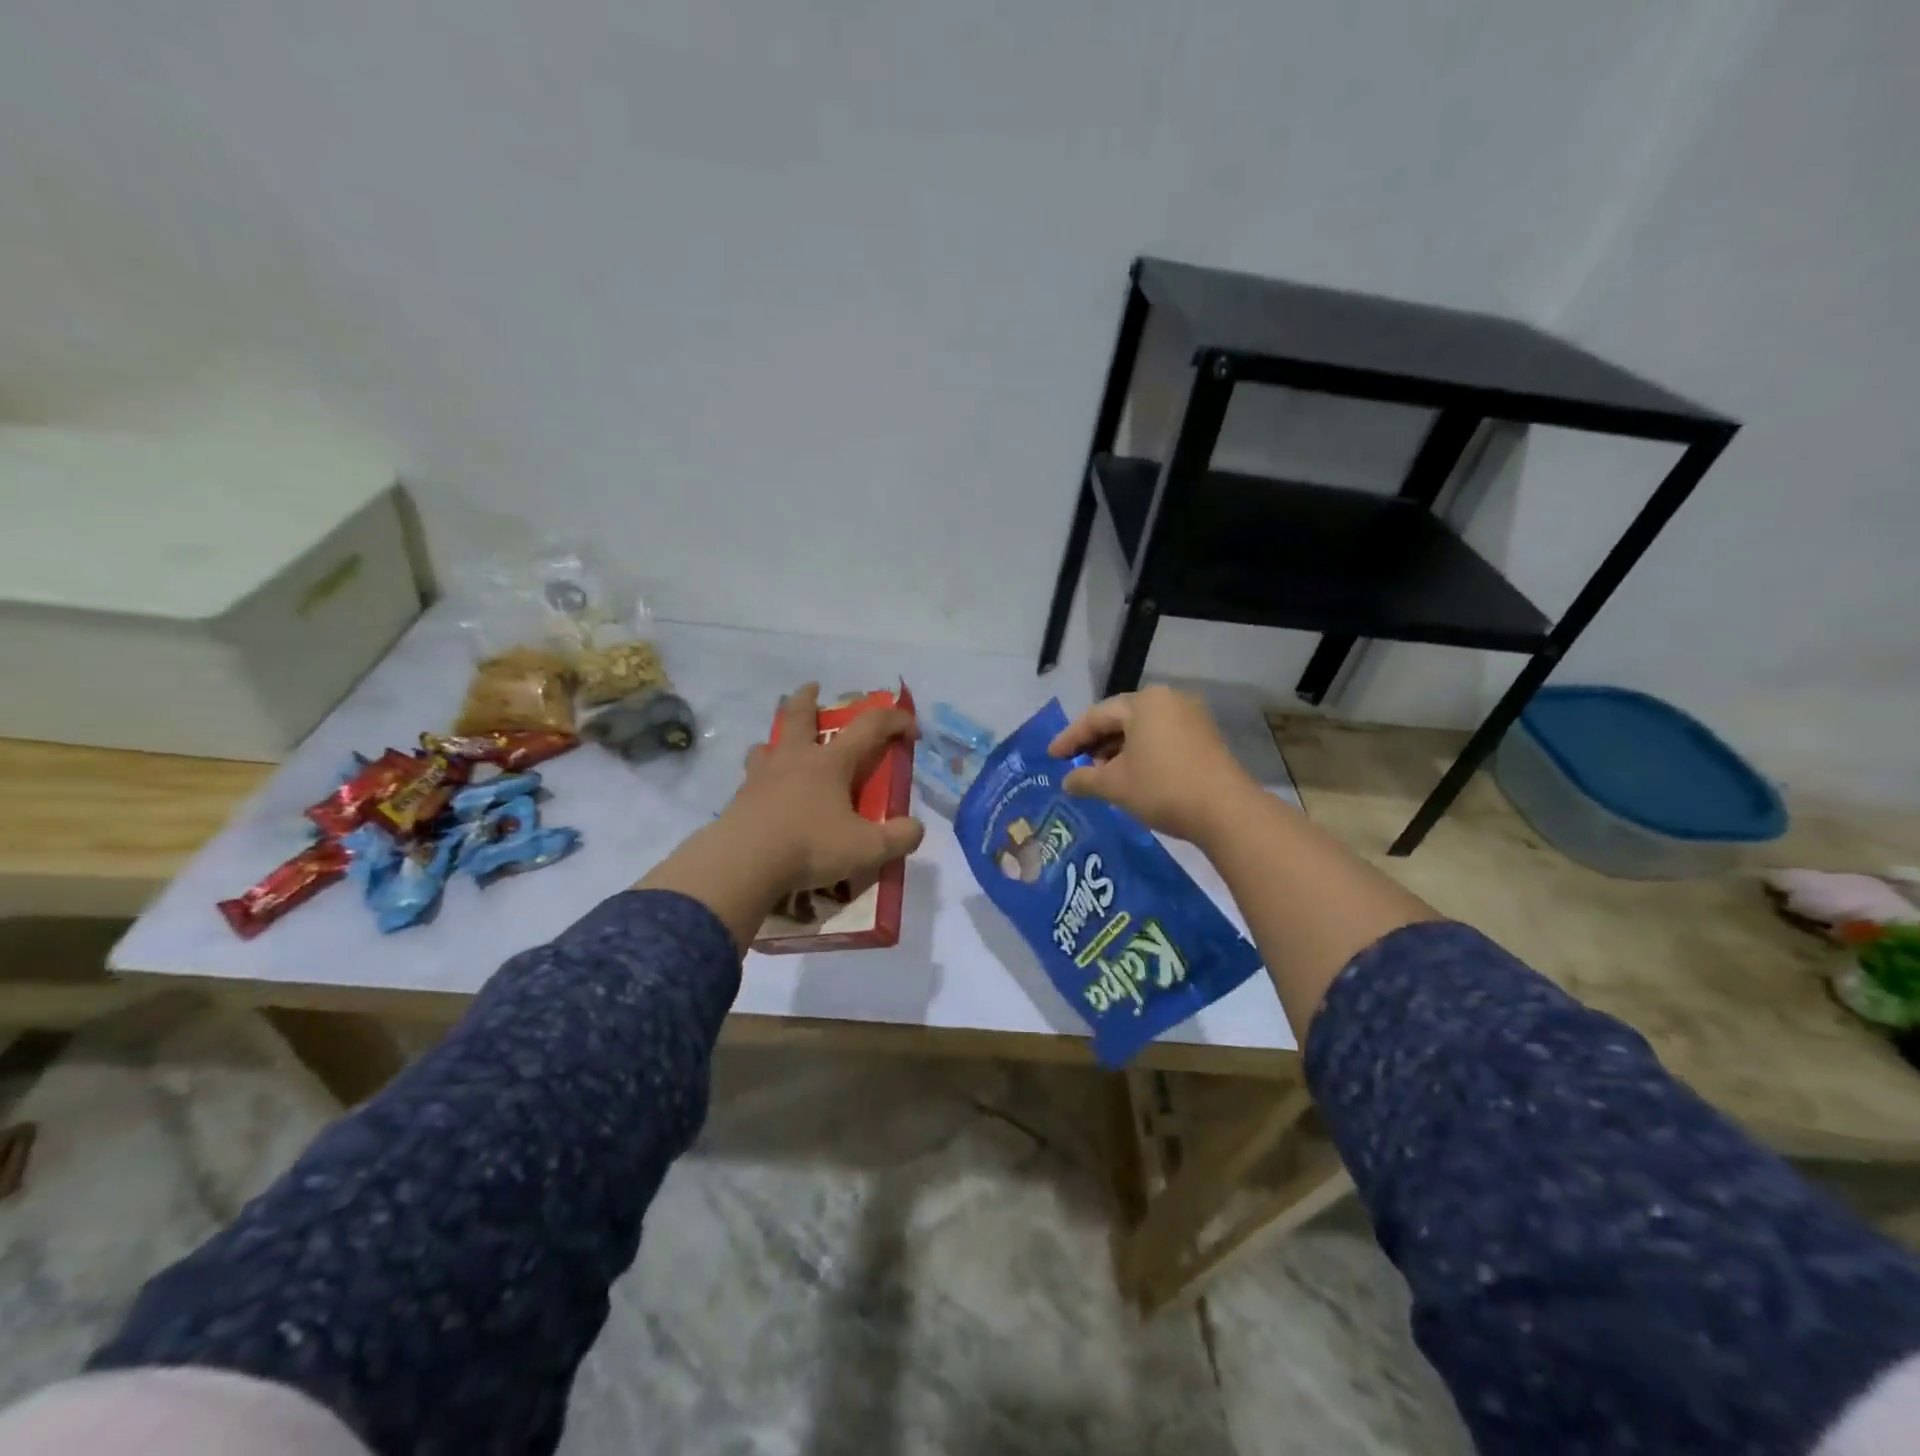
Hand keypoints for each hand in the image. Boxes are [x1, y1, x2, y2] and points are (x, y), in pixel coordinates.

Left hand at [721, 683, 924, 894]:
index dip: (895, 721)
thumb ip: (899, 838)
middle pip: (799, 715)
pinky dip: (760, 778)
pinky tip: (764, 795)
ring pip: (767, 745)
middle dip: (808, 698)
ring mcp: (762, 777)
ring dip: (777, 739)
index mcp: (831, 762)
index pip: (870, 727)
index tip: (911, 729)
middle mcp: (795, 759)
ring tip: (780, 748)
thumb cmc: (810, 846)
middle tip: (812, 687)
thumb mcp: (867, 849)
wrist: (743, 863)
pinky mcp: (739, 799)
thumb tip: (915, 828)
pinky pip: (750, 778)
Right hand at [1048, 686, 1254, 844]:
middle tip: (1075, 765)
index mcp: (1144, 702)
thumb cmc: (1162, 788)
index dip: (1070, 738)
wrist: (1226, 811)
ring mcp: (1191, 717)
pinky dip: (1141, 754)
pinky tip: (1131, 776)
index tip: (1052, 756)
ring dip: (1118, 751)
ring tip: (1101, 775)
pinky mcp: (1205, 738)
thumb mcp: (1115, 785)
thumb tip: (1067, 781)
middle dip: (1096, 744)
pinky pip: (1162, 738)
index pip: (1096, 716)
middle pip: (1121, 719)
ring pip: (1142, 730)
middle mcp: (1168, 700)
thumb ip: (1084, 779)